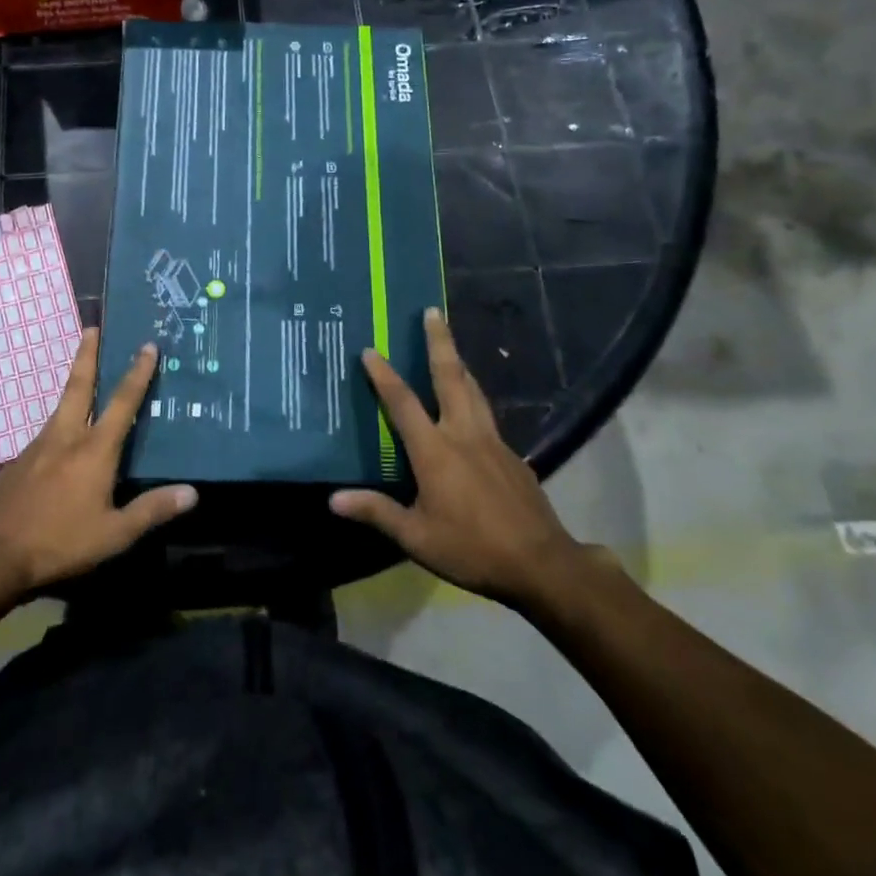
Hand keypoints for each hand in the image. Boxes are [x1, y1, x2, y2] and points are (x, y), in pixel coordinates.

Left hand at [0, 329, 195, 597]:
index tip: (146, 345)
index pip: (122, 402)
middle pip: (79, 385)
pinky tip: (61, 441)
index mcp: (94, 450)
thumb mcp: (114, 534)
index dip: (138, 373)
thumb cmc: (61, 543)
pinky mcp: (18, 462)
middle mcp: (65, 437)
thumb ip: (152, 510)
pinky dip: (59, 424)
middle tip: (92, 327)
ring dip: (74, 385)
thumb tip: (192, 493)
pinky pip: (46, 434)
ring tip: (84, 377)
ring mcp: (37, 447)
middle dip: (88, 354)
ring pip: (60, 407)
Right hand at [330, 307, 593, 608]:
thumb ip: (376, 512)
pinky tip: (472, 407)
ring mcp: (492, 442)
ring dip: (459, 363)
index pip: (402, 403)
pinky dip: (474, 397)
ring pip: (473, 390)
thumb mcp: (416, 537)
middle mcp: (463, 434)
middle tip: (433, 311)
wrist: (541, 564)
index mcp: (435, 451)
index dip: (383, 375)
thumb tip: (333, 499)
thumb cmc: (471, 549)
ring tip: (449, 344)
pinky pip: (487, 415)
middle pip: (450, 377)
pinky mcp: (513, 455)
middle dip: (439, 341)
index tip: (370, 349)